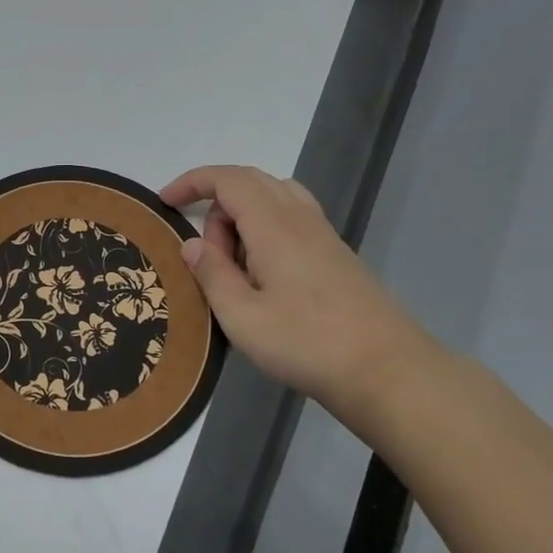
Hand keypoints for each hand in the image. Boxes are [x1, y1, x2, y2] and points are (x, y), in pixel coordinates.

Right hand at [161, 165, 435, 414]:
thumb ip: (211, 274)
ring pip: (275, 197)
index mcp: (274, 225)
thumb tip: (193, 244)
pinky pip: (292, 219)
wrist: (388, 372)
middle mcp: (301, 219)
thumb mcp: (241, 316)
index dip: (192, 182)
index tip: (165, 201)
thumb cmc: (306, 343)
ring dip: (242, 216)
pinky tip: (262, 274)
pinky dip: (265, 230)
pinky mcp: (337, 256)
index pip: (228, 180)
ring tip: (232, 262)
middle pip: (252, 182)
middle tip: (204, 252)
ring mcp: (324, 236)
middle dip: (215, 202)